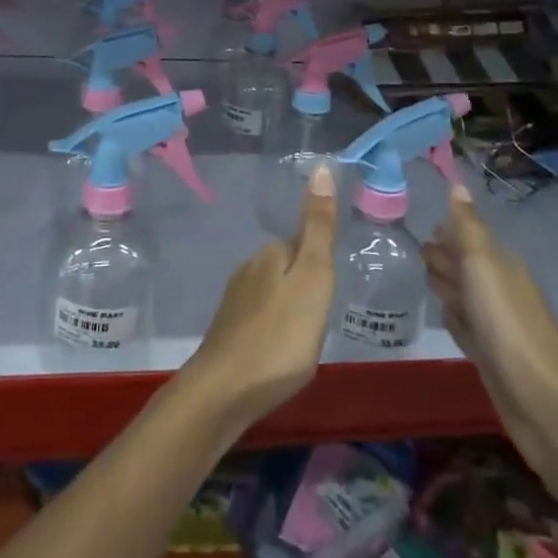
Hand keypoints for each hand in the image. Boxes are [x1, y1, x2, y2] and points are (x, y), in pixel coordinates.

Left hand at [183, 162, 337, 434]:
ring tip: (306, 337)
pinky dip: (274, 329)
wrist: (224, 392)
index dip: (320, 262)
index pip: (303, 243)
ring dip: (289, 307)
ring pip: (271, 293)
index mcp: (271, 255)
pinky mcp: (228, 333)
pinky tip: (280, 352)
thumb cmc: (280, 336)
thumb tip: (319, 166)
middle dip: (305, 284)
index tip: (333, 286)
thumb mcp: (313, 278)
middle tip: (324, 314)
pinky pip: (260, 319)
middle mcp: (248, 269)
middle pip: (286, 267)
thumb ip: (318, 227)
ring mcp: (234, 302)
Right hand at [424, 184, 557, 509]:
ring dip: (445, 285)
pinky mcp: (490, 355)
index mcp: (501, 264)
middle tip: (410, 252)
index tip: (416, 226)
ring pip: (464, 294)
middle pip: (464, 263)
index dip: (444, 231)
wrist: (541, 402)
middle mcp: (500, 288)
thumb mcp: (482, 265)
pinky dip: (453, 319)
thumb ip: (466, 227)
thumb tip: (457, 184)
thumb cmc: (507, 324)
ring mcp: (495, 324)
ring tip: (419, 278)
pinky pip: (465, 326)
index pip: (467, 235)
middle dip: (441, 256)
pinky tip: (442, 317)